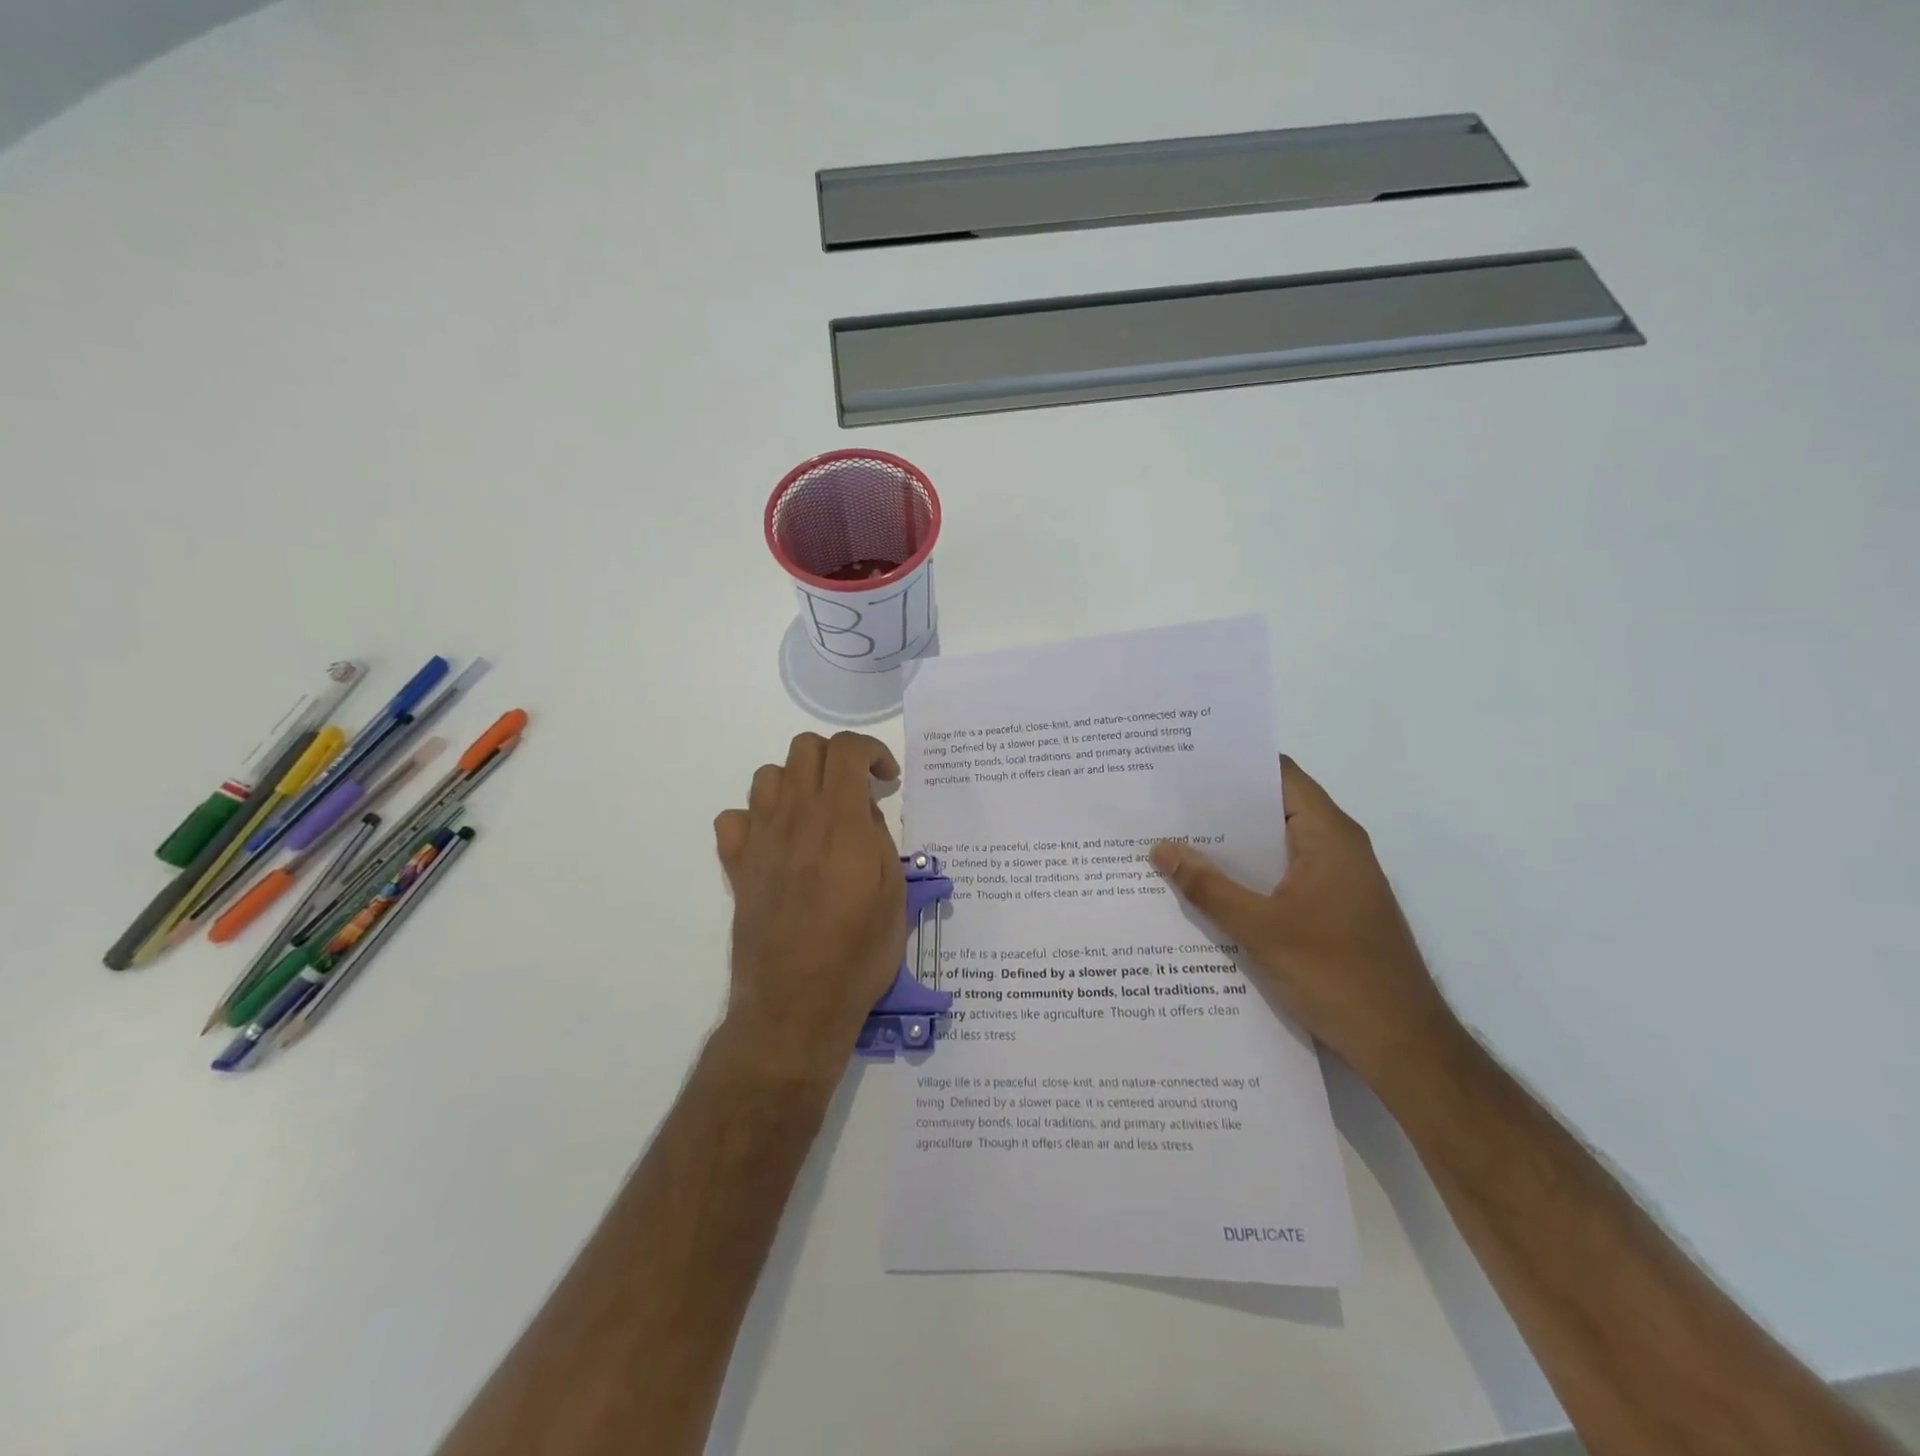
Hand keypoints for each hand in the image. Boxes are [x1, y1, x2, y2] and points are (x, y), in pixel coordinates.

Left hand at [712, 732, 905, 1084]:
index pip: (846, 748)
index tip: (886, 779)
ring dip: (797, 781)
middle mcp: (795, 818)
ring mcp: (760, 840)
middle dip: (835, 757)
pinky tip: (777, 841)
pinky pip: (734, 818)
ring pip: (768, 775)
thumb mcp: (893, 894)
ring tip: (818, 813)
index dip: (871, 750)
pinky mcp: (737, 867)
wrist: (795, 1005)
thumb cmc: (858, 954)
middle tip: (855, 792)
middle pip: (804, 748)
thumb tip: (862, 810)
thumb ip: (879, 839)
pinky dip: (756, 817)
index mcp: (839, 821)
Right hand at [1150, 757, 1456, 1086]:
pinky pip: (1281, 877)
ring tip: (1173, 840)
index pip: (1280, 776)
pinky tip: (1206, 888)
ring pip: (1274, 847)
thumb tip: (1160, 848)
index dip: (1234, 765)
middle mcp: (1335, 848)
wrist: (1403, 1046)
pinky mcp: (1331, 910)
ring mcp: (1335, 881)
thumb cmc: (1337, 975)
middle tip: (1165, 803)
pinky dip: (1247, 877)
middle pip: (1273, 809)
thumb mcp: (1260, 929)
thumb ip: (1207, 887)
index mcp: (1329, 836)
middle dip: (1221, 807)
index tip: (1185, 764)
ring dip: (1231, 847)